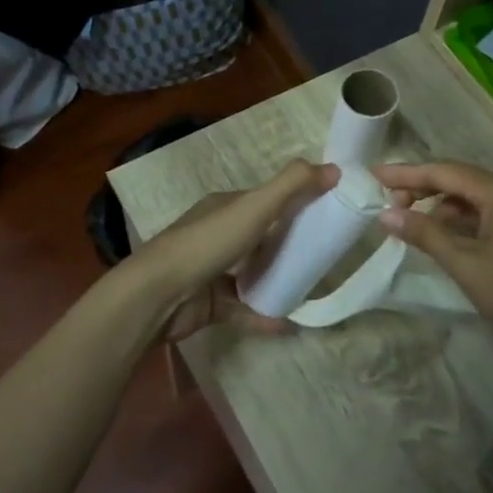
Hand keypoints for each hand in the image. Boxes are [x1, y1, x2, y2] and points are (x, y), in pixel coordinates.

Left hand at [133, 160, 337, 340]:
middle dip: (289, 246)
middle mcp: (216, 235)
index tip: (326, 215)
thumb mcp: (254, 207)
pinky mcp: (209, 304)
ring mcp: (211, 272)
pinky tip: (288, 324)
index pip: (264, 201)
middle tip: (323, 257)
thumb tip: (334, 169)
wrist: (158, 295)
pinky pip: (243, 309)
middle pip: (260, 238)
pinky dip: (264, 315)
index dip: (294, 204)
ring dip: (278, 282)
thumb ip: (292, 186)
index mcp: (224, 207)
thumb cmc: (207, 243)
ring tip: (310, 290)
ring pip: (252, 275)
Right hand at [373, 161, 492, 365]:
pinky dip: (458, 221)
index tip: (374, 175)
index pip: (445, 172)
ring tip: (408, 223)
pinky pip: (484, 214)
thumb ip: (425, 235)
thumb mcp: (465, 264)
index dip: (407, 173)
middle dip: (421, 189)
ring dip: (439, 207)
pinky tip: (439, 236)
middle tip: (387, 204)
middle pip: (458, 180)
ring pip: (471, 199)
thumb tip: (385, 215)